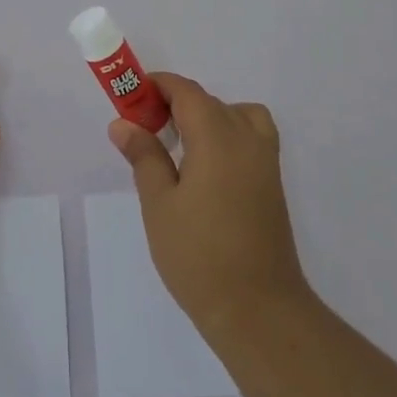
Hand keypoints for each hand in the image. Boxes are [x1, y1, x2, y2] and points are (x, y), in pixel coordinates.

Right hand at [108, 72, 310, 338]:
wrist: (259, 309)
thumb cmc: (199, 256)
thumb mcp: (160, 204)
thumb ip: (144, 156)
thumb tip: (123, 123)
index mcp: (217, 136)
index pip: (186, 91)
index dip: (158, 86)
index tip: (131, 99)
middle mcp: (246, 138)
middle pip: (209, 102)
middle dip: (175, 104)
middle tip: (144, 131)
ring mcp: (265, 160)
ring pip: (235, 114)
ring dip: (206, 117)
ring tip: (180, 146)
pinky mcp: (273, 182)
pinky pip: (251, 136)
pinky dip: (229, 133)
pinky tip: (208, 167)